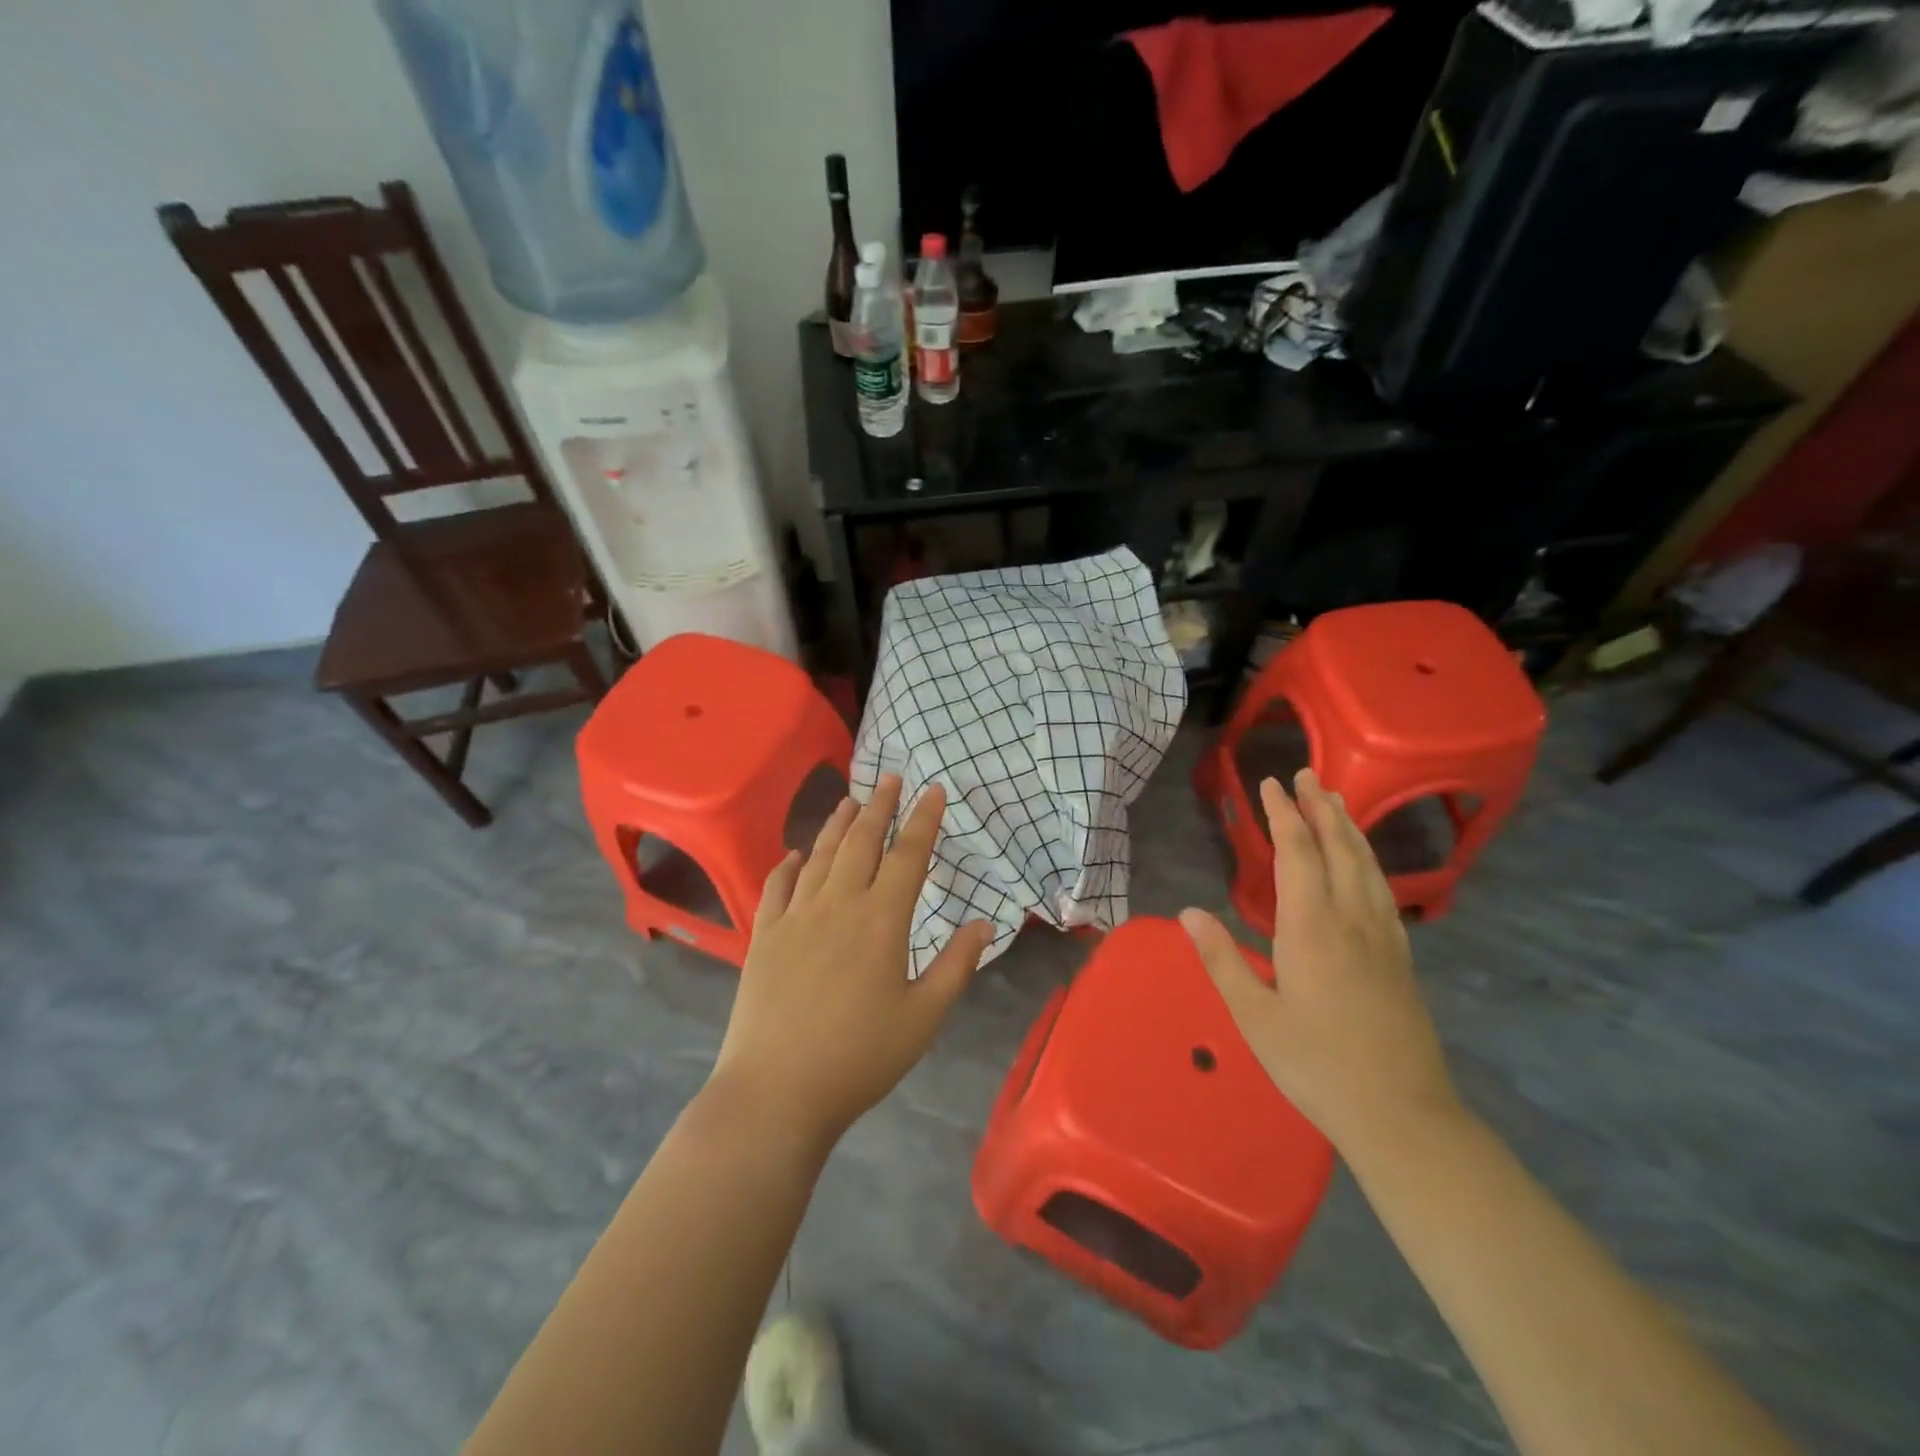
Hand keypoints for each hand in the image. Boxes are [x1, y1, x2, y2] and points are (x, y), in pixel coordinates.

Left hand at [707, 775, 993, 1149]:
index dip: (923, 820)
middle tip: (890, 778)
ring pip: (821, 855)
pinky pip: (778, 886)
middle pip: (862, 841)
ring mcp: (796, 916)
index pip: (908, 855)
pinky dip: (789, 863)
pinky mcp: (765, 935)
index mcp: (882, 920)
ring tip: (850, 799)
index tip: (933, 791)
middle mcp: (838, 904)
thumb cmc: (860, 1057)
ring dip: (838, 823)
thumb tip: (984, 923)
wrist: (776, 1090)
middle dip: (880, 806)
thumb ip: (956, 965)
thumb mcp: (923, 1017)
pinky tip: (796, 853)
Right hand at [1180, 768, 1459, 1157]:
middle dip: (1320, 807)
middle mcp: (1352, 920)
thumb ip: (1221, 960)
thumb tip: (1187, 911)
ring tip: (1335, 799)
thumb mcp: (1254, 1017)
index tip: (1270, 784)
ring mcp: (1383, 938)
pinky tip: (1364, 863)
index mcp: (1313, 929)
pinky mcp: (1400, 957)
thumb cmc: (1316, 1065)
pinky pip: (1383, 890)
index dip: (1283, 815)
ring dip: (1348, 827)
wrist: (1403, 1115)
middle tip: (1306, 773)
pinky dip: (1368, 860)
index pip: (1298, 854)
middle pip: (1339, 848)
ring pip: (1366, 865)